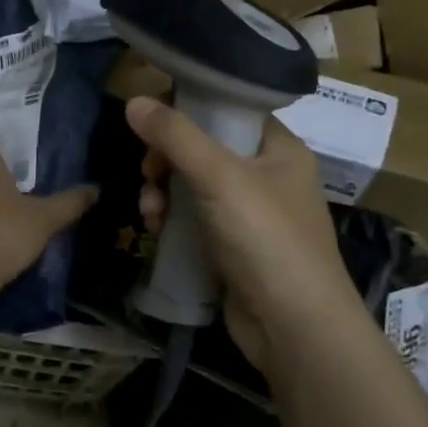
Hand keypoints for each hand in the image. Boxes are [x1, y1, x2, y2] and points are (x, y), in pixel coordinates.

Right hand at [127, 96, 355, 368]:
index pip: (227, 108)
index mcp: (278, 147)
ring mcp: (250, 213)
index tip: (151, 122)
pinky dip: (171, 218)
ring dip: (162, 191)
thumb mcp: (219, 177)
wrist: (294, 326)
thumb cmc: (266, 238)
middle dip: (166, 159)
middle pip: (202, 147)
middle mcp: (267, 174)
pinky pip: (193, 216)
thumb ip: (175, 136)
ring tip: (149, 212)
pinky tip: (155, 230)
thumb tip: (133, 100)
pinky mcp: (232, 244)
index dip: (187, 108)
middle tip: (149, 174)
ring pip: (192, 183)